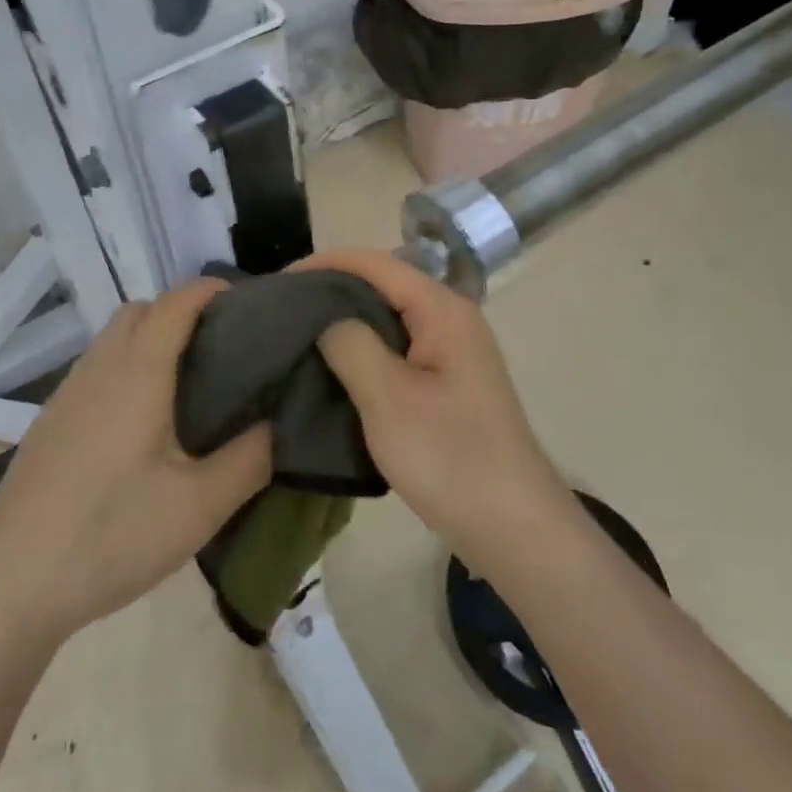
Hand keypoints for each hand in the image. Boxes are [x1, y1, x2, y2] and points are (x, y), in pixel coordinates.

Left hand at [0, 279, 269, 640]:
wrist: (7, 589)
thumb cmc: (112, 535)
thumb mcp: (201, 505)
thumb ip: (251, 458)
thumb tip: (278, 424)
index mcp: (138, 373)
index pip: (176, 303)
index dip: (211, 291)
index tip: (249, 305)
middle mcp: (98, 370)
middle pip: (138, 311)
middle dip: (180, 313)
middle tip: (220, 352)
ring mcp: (65, 397)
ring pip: (111, 341)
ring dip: (149, 342)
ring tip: (187, 389)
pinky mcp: (47, 427)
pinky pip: (94, 372)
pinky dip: (125, 371)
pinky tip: (140, 429)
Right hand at [298, 249, 571, 566]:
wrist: (513, 527)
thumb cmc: (450, 457)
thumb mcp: (388, 398)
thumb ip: (351, 343)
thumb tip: (324, 314)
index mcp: (442, 310)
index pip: (376, 264)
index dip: (325, 264)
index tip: (279, 282)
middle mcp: (451, 319)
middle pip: (383, 286)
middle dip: (333, 291)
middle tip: (282, 310)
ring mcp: (452, 352)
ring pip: (389, 320)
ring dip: (346, 323)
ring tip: (298, 335)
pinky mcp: (447, 383)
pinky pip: (397, 350)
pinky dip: (364, 351)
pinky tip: (333, 368)